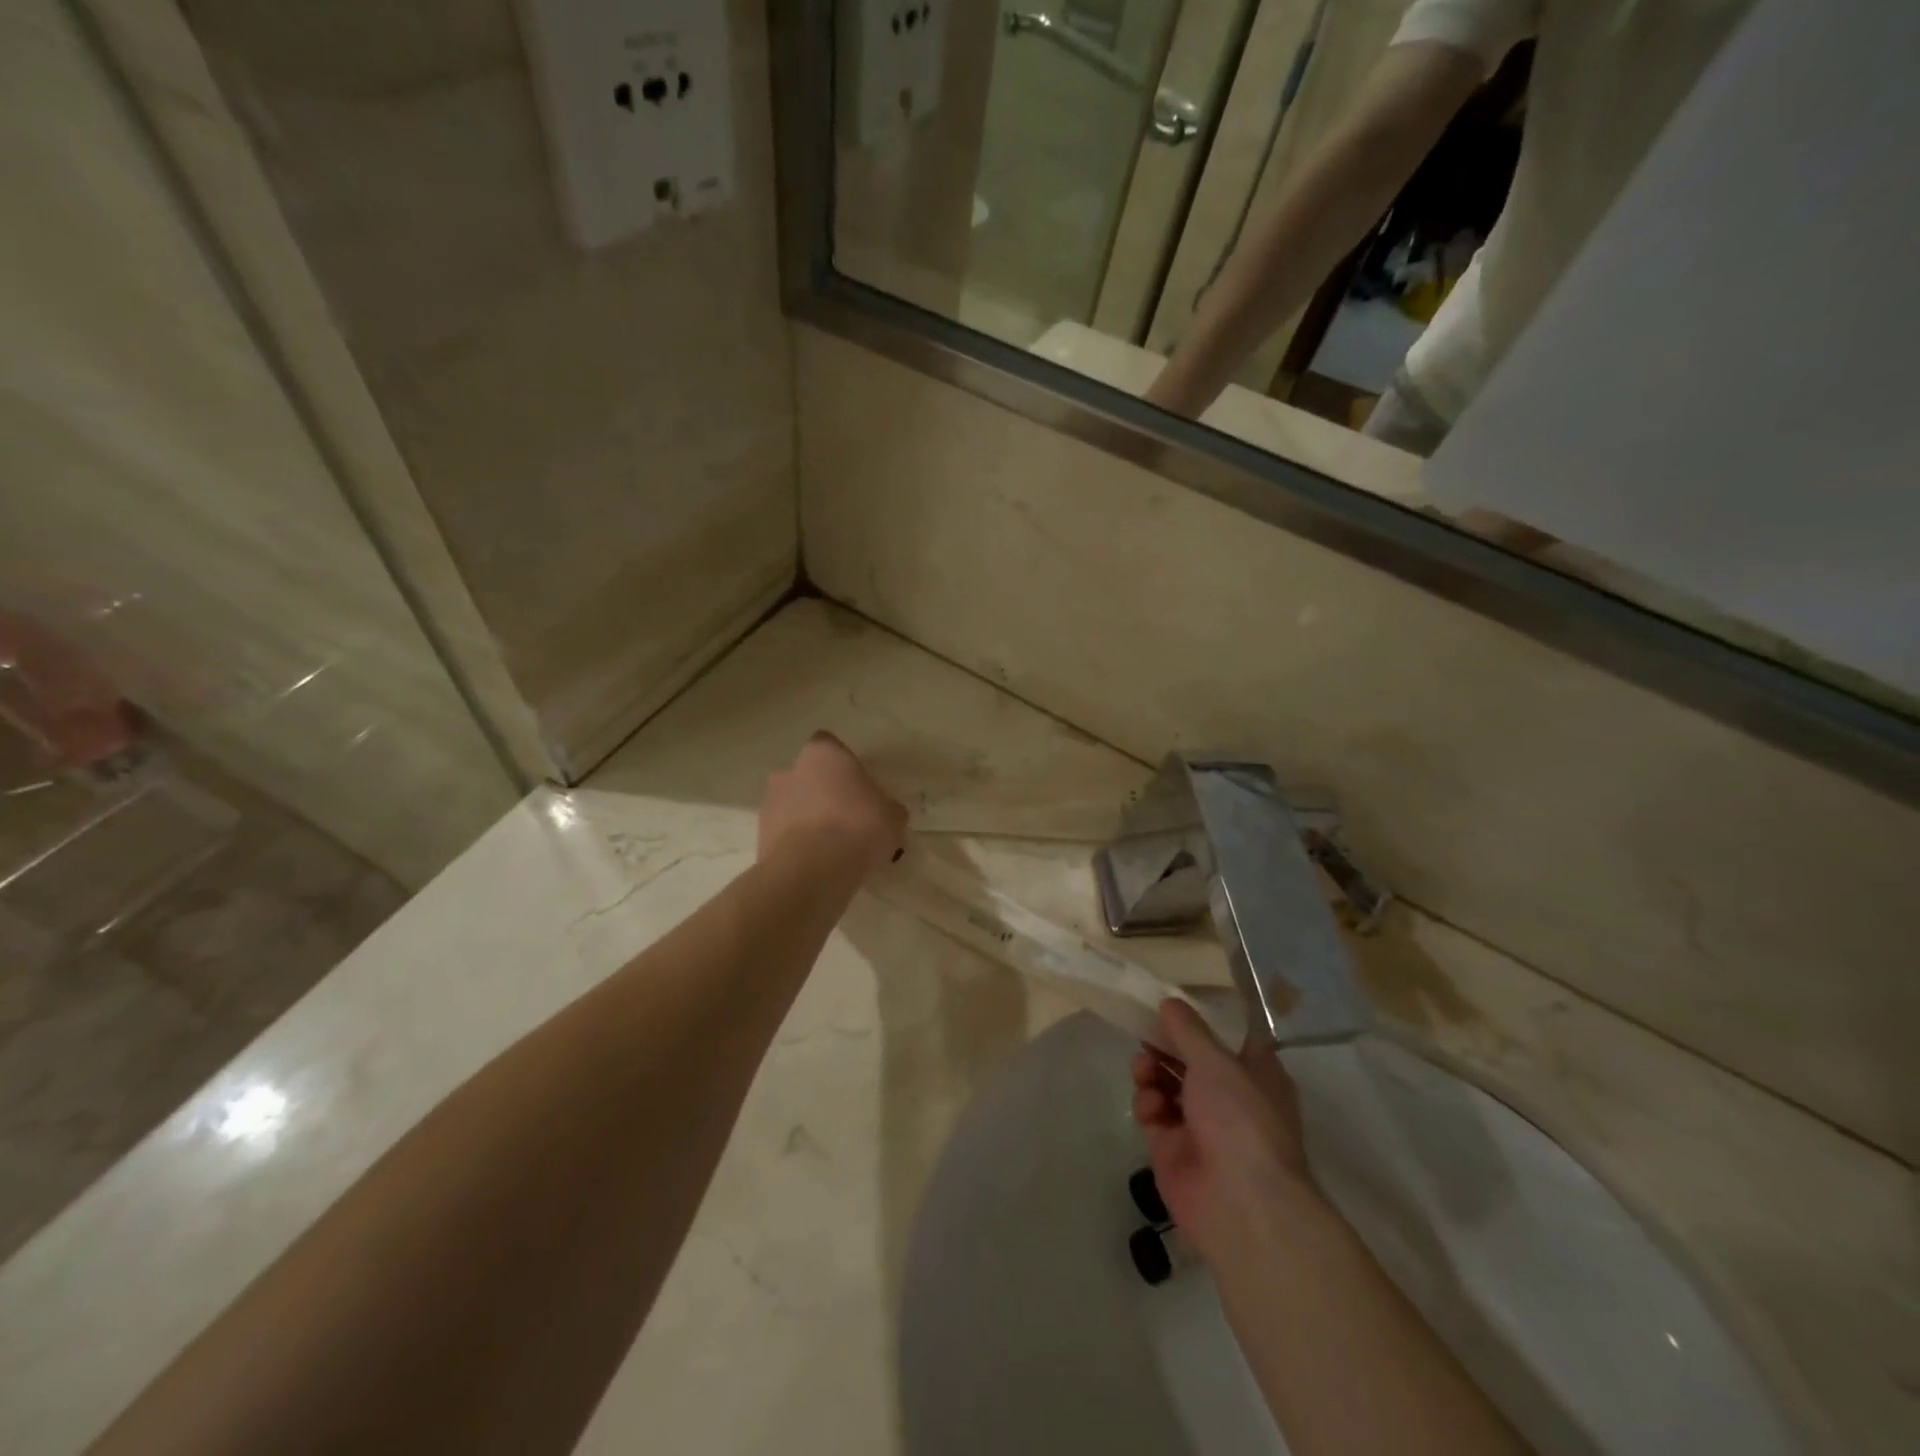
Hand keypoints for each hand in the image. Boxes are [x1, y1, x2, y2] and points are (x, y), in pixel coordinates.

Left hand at [759, 732, 907, 877]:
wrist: (811, 871)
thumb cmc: (857, 828)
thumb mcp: (893, 818)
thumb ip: (889, 809)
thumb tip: (889, 812)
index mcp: (824, 754)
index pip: (830, 747)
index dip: (844, 766)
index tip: (858, 788)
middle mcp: (791, 770)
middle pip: (809, 776)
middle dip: (823, 793)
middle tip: (847, 818)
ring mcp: (771, 801)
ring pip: (793, 804)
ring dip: (808, 819)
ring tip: (831, 847)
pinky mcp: (760, 834)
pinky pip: (784, 833)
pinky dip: (797, 843)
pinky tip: (817, 863)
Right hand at [1130, 999, 1318, 1257]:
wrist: (1240, 1205)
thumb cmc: (1241, 1120)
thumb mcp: (1216, 1062)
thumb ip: (1189, 1030)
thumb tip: (1170, 1002)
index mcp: (1255, 1074)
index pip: (1228, 1038)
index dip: (1201, 1020)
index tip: (1172, 1003)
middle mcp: (1230, 1098)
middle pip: (1191, 1059)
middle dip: (1166, 1045)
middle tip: (1145, 1031)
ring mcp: (1200, 1125)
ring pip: (1167, 1084)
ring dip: (1152, 1070)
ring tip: (1144, 1069)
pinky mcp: (1172, 1149)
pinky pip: (1153, 1113)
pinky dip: (1147, 1104)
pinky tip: (1150, 1106)